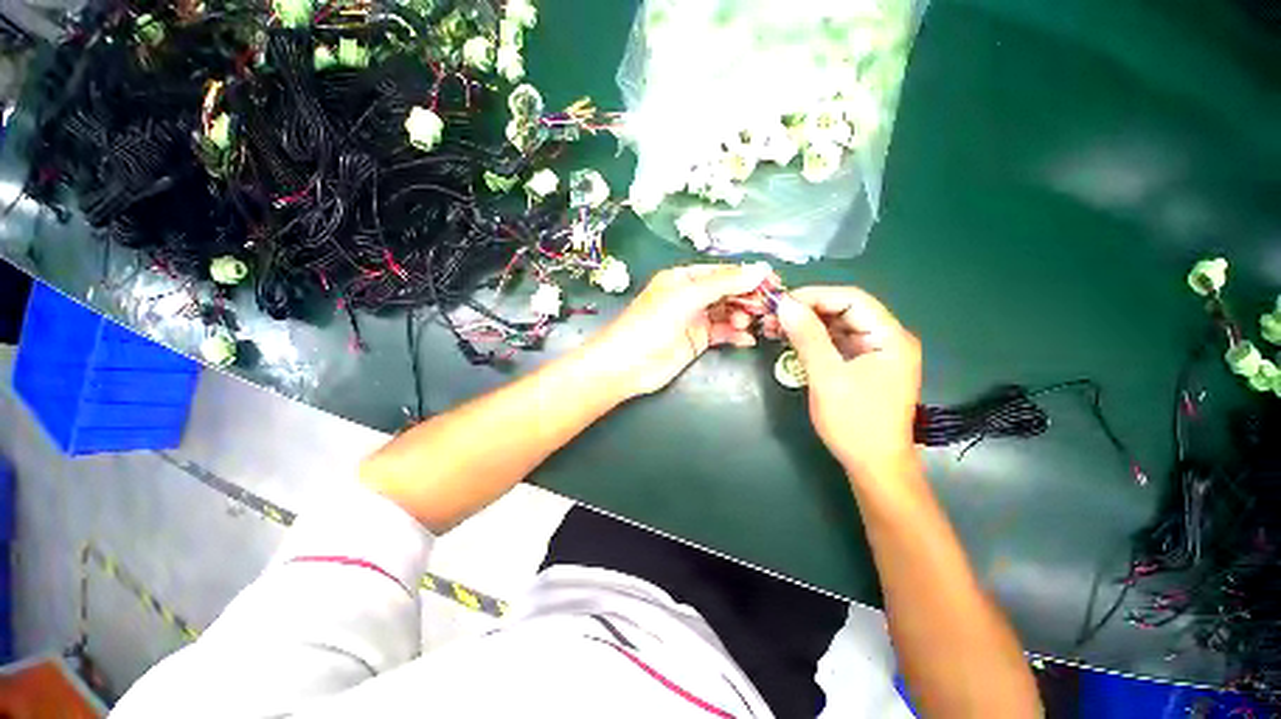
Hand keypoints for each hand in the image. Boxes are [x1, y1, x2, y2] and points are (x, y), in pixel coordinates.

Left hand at [586, 263, 776, 396]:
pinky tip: (747, 340)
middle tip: (767, 307)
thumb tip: (761, 269)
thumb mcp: (687, 297)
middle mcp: (691, 295)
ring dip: (743, 316)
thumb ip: (724, 283)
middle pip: (727, 291)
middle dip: (748, 298)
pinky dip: (736, 335)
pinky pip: (722, 333)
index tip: (773, 283)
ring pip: (728, 312)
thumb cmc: (653, 323)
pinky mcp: (697, 340)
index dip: (747, 276)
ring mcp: (695, 319)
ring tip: (751, 324)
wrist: (628, 364)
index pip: (722, 272)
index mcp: (684, 278)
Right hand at [774, 286, 921, 478]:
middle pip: (844, 310)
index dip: (815, 296)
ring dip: (806, 325)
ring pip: (837, 326)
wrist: (873, 466)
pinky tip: (790, 341)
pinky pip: (835, 343)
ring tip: (775, 328)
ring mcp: (874, 353)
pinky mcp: (862, 365)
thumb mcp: (827, 377)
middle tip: (773, 317)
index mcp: (889, 337)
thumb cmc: (855, 422)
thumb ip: (807, 337)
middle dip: (807, 311)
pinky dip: (812, 340)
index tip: (781, 303)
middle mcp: (886, 339)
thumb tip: (785, 305)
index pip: (851, 299)